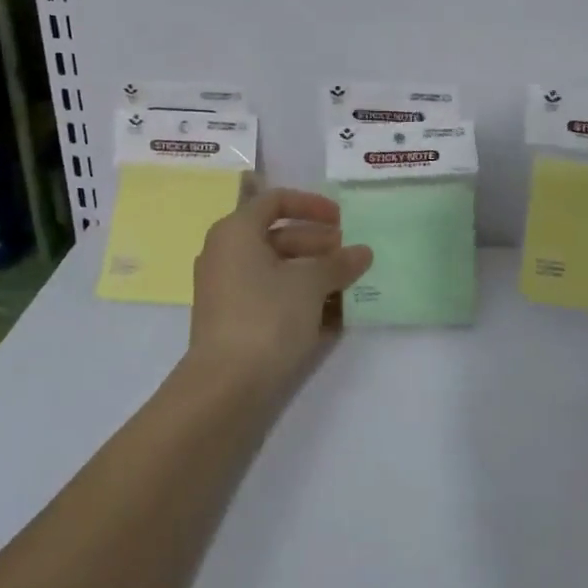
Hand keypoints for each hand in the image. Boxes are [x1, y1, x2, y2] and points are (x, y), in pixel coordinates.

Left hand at [187, 188, 372, 394]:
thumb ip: (338, 263)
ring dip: (313, 272)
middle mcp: (225, 254)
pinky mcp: (233, 320)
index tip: (341, 219)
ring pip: (276, 268)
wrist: (226, 386)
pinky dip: (298, 297)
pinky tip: (331, 314)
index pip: (275, 201)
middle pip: (277, 235)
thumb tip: (362, 252)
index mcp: (236, 232)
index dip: (311, 204)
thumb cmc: (267, 316)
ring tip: (347, 285)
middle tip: (349, 254)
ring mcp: (226, 289)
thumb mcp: (310, 284)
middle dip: (317, 242)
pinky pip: (270, 295)